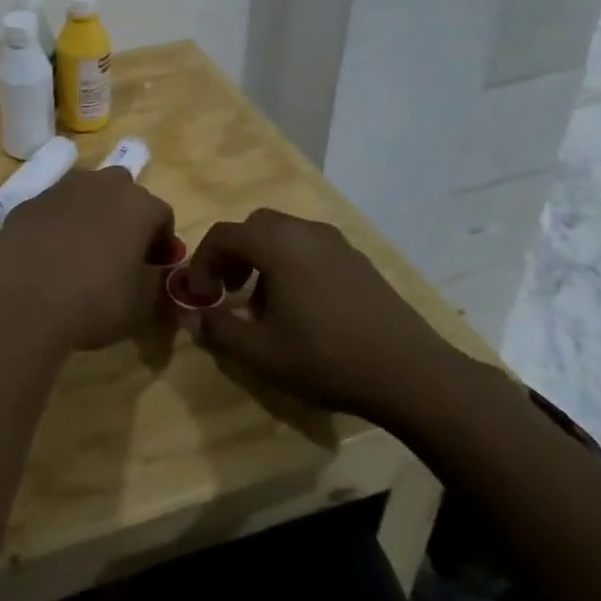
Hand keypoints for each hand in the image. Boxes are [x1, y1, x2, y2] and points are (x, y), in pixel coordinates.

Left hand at [0, 168, 174, 352]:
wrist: (23, 300)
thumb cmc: (94, 301)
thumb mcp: (142, 304)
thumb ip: (155, 280)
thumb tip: (151, 271)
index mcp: (137, 204)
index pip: (162, 215)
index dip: (163, 242)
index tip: (155, 268)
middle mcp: (101, 184)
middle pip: (123, 192)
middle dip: (126, 216)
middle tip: (121, 252)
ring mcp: (60, 189)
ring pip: (85, 194)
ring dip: (91, 215)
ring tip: (83, 252)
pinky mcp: (28, 203)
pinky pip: (54, 210)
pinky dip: (58, 224)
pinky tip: (50, 255)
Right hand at [178, 209, 465, 420]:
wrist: (412, 373)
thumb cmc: (326, 358)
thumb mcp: (261, 353)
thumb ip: (218, 330)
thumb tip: (189, 317)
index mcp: (276, 244)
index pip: (223, 235)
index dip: (201, 262)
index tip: (198, 296)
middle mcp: (305, 231)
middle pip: (254, 227)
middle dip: (233, 255)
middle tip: (228, 291)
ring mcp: (337, 243)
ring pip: (284, 236)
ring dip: (263, 260)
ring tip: (265, 305)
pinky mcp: (359, 261)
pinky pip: (311, 248)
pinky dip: (292, 265)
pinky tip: (303, 308)